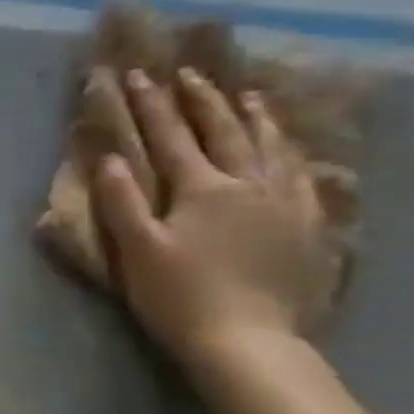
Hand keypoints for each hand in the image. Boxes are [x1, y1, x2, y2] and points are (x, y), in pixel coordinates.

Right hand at [91, 66, 332, 367]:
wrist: (247, 340)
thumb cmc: (179, 297)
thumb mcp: (138, 251)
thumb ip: (122, 202)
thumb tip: (108, 159)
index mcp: (201, 189)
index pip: (171, 137)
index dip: (152, 105)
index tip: (138, 75)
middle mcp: (246, 184)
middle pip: (224, 131)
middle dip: (202, 100)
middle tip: (190, 72)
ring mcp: (282, 203)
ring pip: (269, 146)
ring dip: (254, 116)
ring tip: (247, 94)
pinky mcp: (305, 226)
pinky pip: (300, 175)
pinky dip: (290, 152)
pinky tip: (289, 147)